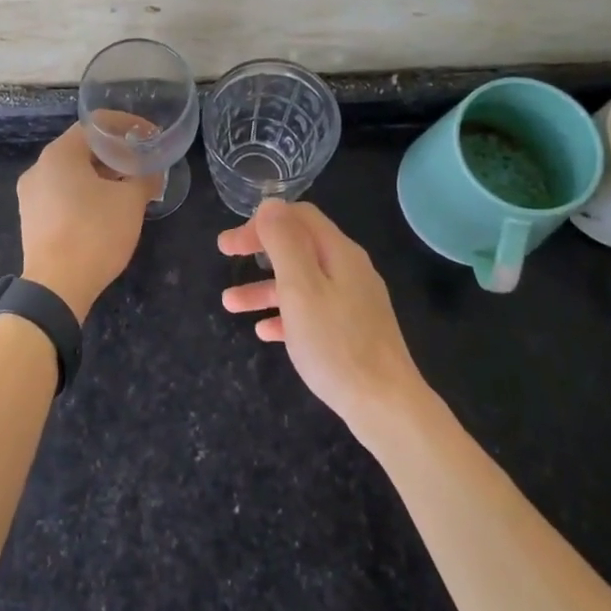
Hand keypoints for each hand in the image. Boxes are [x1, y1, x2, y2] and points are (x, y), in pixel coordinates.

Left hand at [17, 124, 156, 319]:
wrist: (56, 288)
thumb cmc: (95, 233)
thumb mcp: (131, 202)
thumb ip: (144, 177)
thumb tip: (152, 172)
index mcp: (60, 154)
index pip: (96, 125)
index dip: (127, 126)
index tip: (149, 136)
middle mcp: (39, 167)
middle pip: (82, 148)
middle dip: (115, 153)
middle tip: (142, 163)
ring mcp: (30, 194)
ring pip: (71, 173)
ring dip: (101, 175)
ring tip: (128, 187)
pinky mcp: (31, 219)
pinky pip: (61, 194)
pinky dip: (85, 194)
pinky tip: (105, 210)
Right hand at [219, 200, 424, 439]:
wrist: (386, 405)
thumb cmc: (336, 343)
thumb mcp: (301, 288)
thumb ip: (284, 243)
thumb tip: (270, 205)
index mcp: (339, 253)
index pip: (298, 217)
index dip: (262, 221)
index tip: (232, 243)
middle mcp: (349, 270)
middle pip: (299, 246)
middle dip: (259, 249)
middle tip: (225, 256)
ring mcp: (353, 302)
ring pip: (302, 282)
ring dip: (264, 287)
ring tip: (230, 304)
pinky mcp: (353, 332)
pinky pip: (312, 313)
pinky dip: (285, 315)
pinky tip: (265, 332)